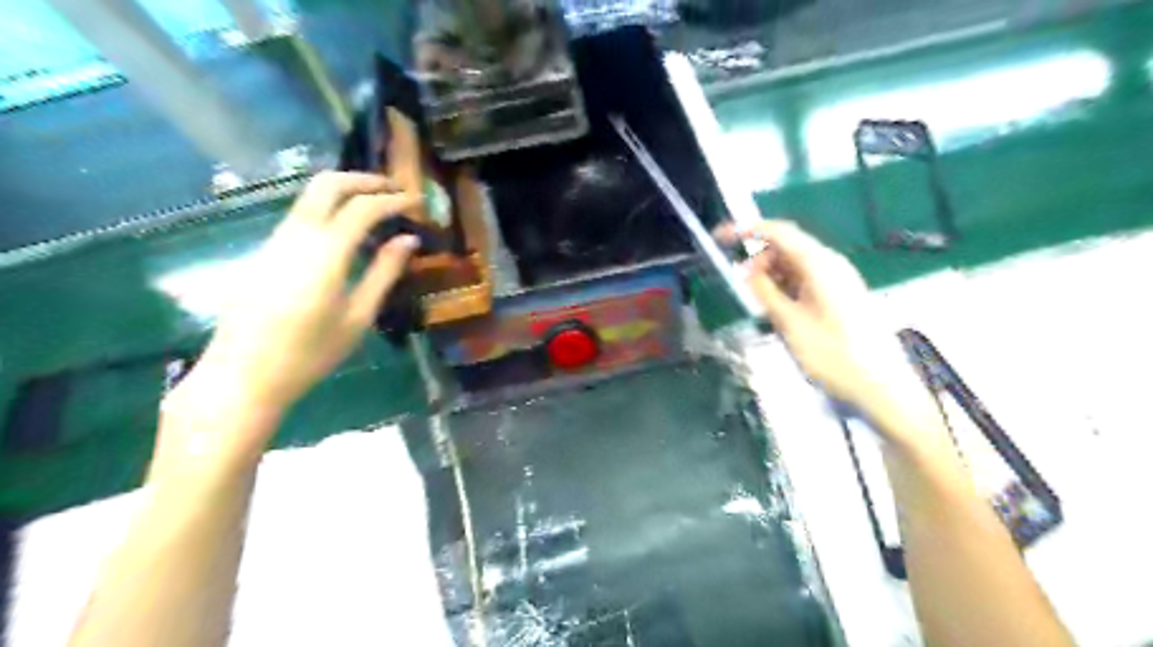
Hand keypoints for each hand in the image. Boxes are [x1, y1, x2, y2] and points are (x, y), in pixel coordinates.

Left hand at [155, 169, 422, 478]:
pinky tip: (346, 231)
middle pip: (328, 184)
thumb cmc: (311, 352)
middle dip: (364, 180)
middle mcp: (296, 235)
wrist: (243, 375)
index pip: (363, 207)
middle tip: (394, 190)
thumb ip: (385, 272)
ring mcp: (275, 240)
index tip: (417, 202)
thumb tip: (408, 240)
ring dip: (345, 191)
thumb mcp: (359, 316)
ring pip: (310, 196)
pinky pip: (300, 216)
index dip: (394, 199)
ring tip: (376, 207)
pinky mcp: (265, 251)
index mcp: (325, 253)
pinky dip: (329, 209)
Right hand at [717, 221, 923, 427]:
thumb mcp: (790, 324)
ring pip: (794, 266)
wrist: (881, 387)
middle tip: (741, 287)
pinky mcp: (840, 297)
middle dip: (759, 261)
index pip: (779, 232)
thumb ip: (765, 292)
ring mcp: (838, 281)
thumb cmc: (833, 355)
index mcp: (821, 264)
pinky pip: (805, 281)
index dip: (747, 230)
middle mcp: (831, 265)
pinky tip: (778, 311)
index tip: (720, 238)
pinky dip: (785, 289)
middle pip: (787, 247)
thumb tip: (746, 270)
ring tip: (759, 305)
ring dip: (771, 277)